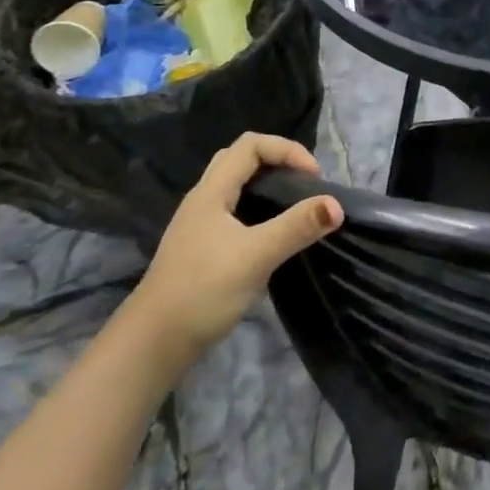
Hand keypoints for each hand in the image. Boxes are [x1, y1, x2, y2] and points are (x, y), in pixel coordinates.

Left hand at [124, 133, 341, 366]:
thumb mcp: (255, 256)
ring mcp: (199, 226)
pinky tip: (272, 238)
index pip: (251, 145)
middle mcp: (203, 200)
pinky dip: (259, 212)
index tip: (313, 178)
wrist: (152, 344)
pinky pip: (235, 213)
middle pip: (241, 160)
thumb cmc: (202, 291)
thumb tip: (337, 205)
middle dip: (278, 163)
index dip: (287, 150)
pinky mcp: (202, 249)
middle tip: (305, 186)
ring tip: (295, 208)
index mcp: (211, 192)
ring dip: (268, 188)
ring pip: (237, 188)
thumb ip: (296, 227)